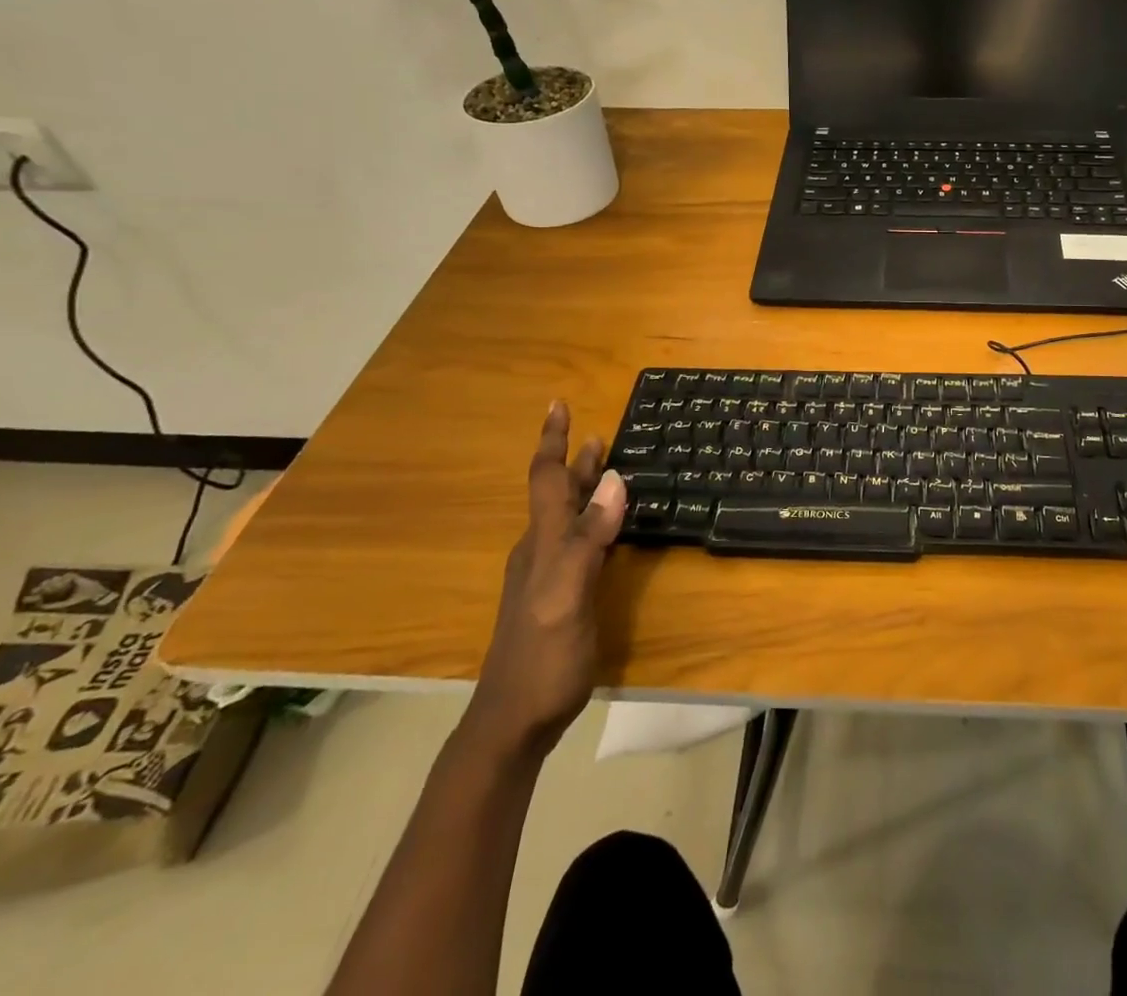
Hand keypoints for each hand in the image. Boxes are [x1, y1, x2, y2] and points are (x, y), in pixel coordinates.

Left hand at [463, 402, 626, 760]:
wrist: (512, 723)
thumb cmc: (542, 658)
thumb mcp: (568, 595)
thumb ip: (588, 539)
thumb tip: (613, 480)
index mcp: (542, 543)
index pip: (545, 479)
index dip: (552, 441)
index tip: (558, 404)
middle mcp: (540, 550)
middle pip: (556, 494)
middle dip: (574, 460)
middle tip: (598, 434)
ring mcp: (545, 576)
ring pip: (565, 517)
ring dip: (583, 488)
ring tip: (605, 468)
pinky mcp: (557, 597)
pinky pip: (574, 541)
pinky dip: (591, 519)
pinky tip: (604, 530)